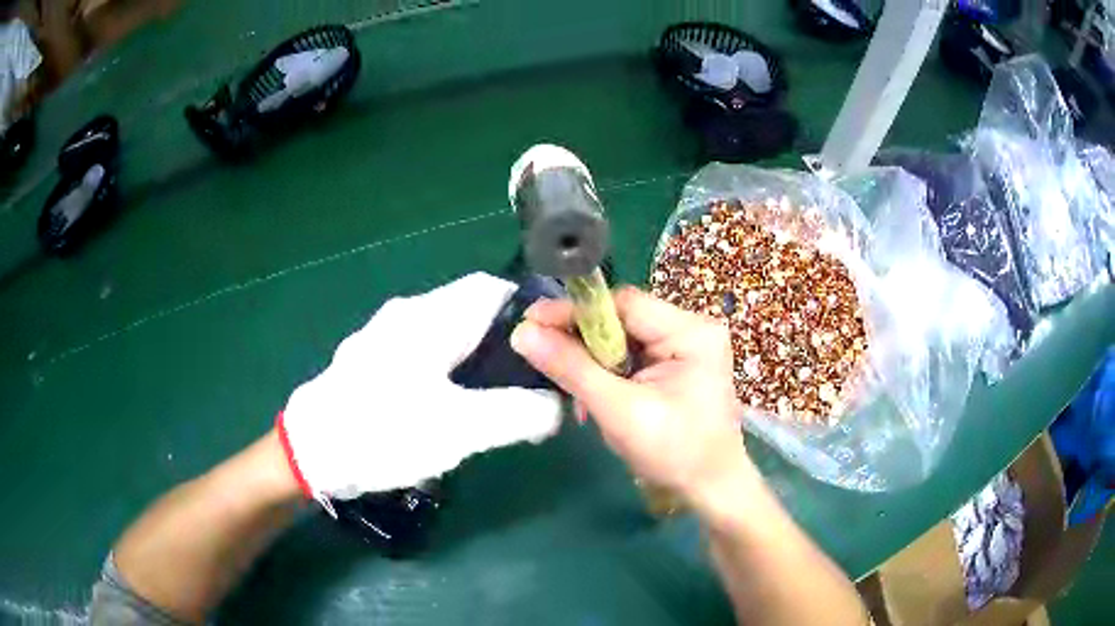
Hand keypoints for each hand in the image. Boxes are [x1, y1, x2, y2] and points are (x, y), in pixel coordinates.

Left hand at [278, 273, 562, 503]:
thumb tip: (556, 407)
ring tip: (498, 399)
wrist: (311, 452)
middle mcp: (407, 315)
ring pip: (448, 334)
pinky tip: (452, 408)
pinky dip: (450, 371)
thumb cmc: (384, 431)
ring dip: (477, 359)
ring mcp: (386, 337)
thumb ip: (517, 414)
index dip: (527, 310)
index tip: (552, 346)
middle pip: (471, 311)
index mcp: (429, 318)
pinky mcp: (374, 362)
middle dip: (505, 342)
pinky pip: (426, 353)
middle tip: (529, 382)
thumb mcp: (459, 429)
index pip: (491, 289)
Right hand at [510, 287, 754, 507]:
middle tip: (543, 356)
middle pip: (622, 320)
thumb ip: (571, 369)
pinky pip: (630, 358)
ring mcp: (685, 348)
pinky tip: (593, 398)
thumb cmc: (674, 452)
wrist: (711, 489)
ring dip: (592, 364)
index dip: (575, 311)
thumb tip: (523, 333)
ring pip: (622, 340)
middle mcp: (691, 329)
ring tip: (574, 393)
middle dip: (583, 343)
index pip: (623, 304)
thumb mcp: (619, 410)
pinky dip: (607, 375)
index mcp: (690, 332)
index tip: (530, 321)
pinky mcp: (676, 367)